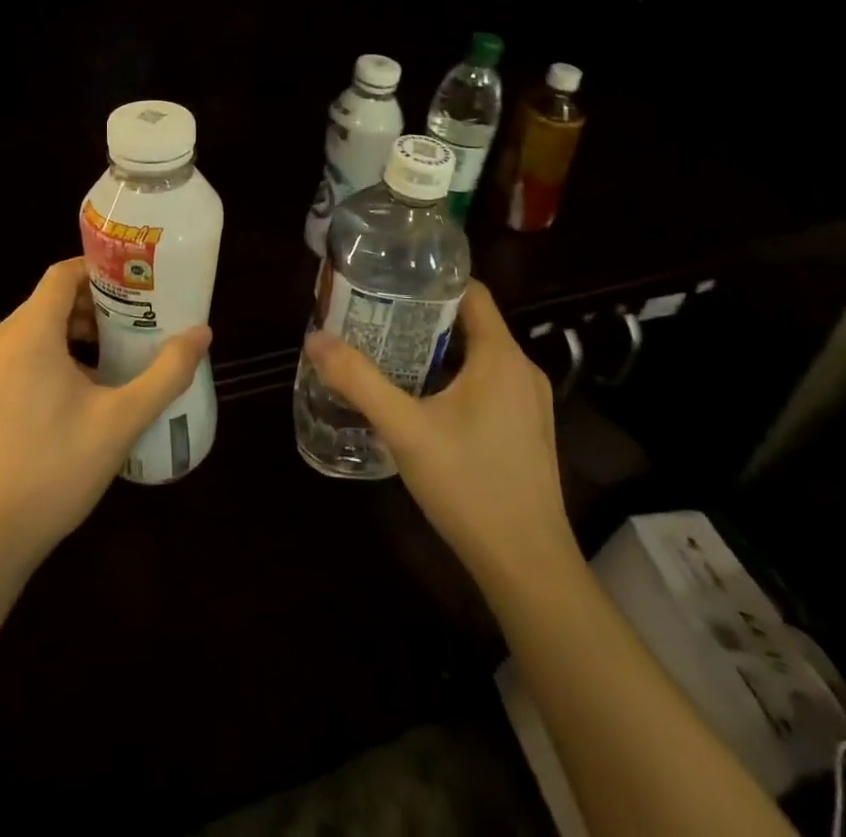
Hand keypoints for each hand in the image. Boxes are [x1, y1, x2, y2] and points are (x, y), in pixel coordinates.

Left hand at [0, 259, 211, 581]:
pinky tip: (66, 403)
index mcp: (28, 334)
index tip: (132, 289)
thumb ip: (166, 372)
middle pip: (47, 304)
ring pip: (28, 334)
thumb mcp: (122, 420)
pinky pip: (9, 362)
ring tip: (105, 367)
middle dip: (90, 310)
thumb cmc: (56, 470)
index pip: (62, 275)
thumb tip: (202, 333)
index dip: (98, 273)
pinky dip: (40, 362)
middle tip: (129, 331)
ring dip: (67, 338)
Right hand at [305, 280, 578, 594]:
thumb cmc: (469, 485)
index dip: (433, 280)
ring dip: (440, 349)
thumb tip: (315, 339)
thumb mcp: (405, 430)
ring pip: (480, 355)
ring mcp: (530, 402)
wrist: (527, 565)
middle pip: (472, 322)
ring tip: (392, 352)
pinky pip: (490, 383)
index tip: (393, 280)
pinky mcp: (528, 430)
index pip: (472, 291)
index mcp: (501, 356)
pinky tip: (424, 399)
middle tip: (379, 316)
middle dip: (426, 316)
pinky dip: (457, 377)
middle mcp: (522, 369)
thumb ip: (360, 381)